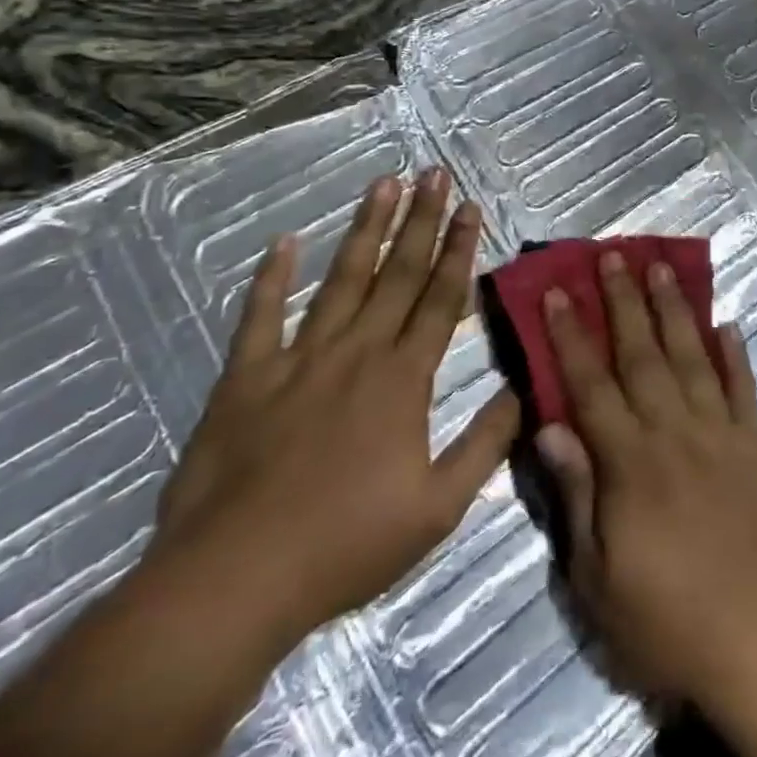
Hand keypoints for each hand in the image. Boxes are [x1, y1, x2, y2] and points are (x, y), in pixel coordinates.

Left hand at [151, 168, 518, 642]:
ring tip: (383, 183)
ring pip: (341, 280)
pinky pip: (260, 317)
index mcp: (402, 379)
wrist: (232, 583)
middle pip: (397, 274)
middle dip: (421, 220)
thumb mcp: (437, 509)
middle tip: (434, 173)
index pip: (439, 299)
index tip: (471, 208)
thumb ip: (485, 444)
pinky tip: (283, 242)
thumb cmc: (343, 547)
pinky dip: (270, 278)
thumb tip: (523, 390)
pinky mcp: (245, 378)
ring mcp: (298, 359)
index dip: (458, 250)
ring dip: (365, 229)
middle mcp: (356, 352)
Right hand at [533, 252, 756, 710]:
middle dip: (623, 302)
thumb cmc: (668, 623)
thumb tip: (549, 428)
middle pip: (642, 355)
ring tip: (661, 268)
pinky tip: (727, 324)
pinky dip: (735, 354)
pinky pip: (744, 389)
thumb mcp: (598, 580)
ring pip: (691, 358)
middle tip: (613, 255)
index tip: (557, 291)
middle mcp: (675, 432)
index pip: (591, 385)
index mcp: (630, 463)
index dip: (571, 335)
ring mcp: (722, 433)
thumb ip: (576, 496)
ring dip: (674, 310)